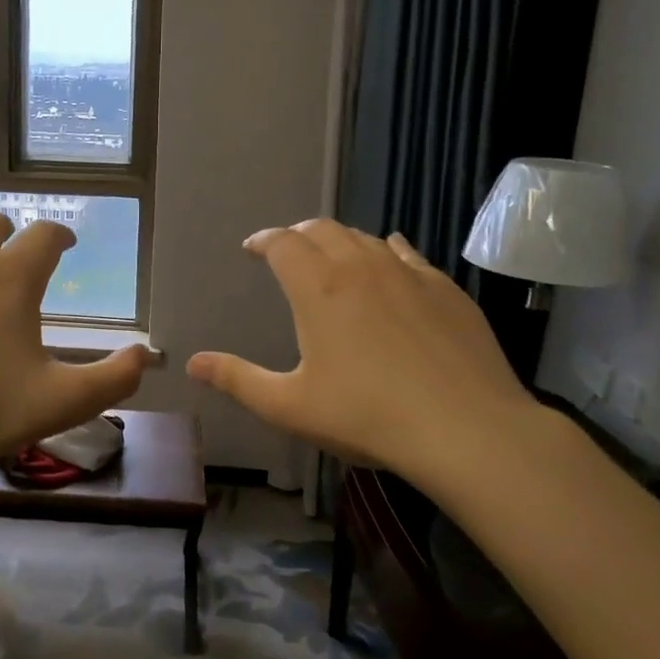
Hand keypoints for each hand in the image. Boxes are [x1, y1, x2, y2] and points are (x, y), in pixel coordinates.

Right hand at [187, 220, 542, 497]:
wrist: (467, 429)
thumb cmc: (367, 416)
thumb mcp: (289, 406)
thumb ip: (237, 380)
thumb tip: (192, 363)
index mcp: (318, 288)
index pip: (282, 244)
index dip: (263, 241)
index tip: (251, 248)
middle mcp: (360, 267)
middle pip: (322, 229)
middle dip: (297, 234)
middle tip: (286, 251)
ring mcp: (408, 274)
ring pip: (364, 237)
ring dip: (339, 240)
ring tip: (331, 256)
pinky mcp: (446, 289)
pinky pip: (407, 253)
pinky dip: (386, 249)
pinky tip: (389, 256)